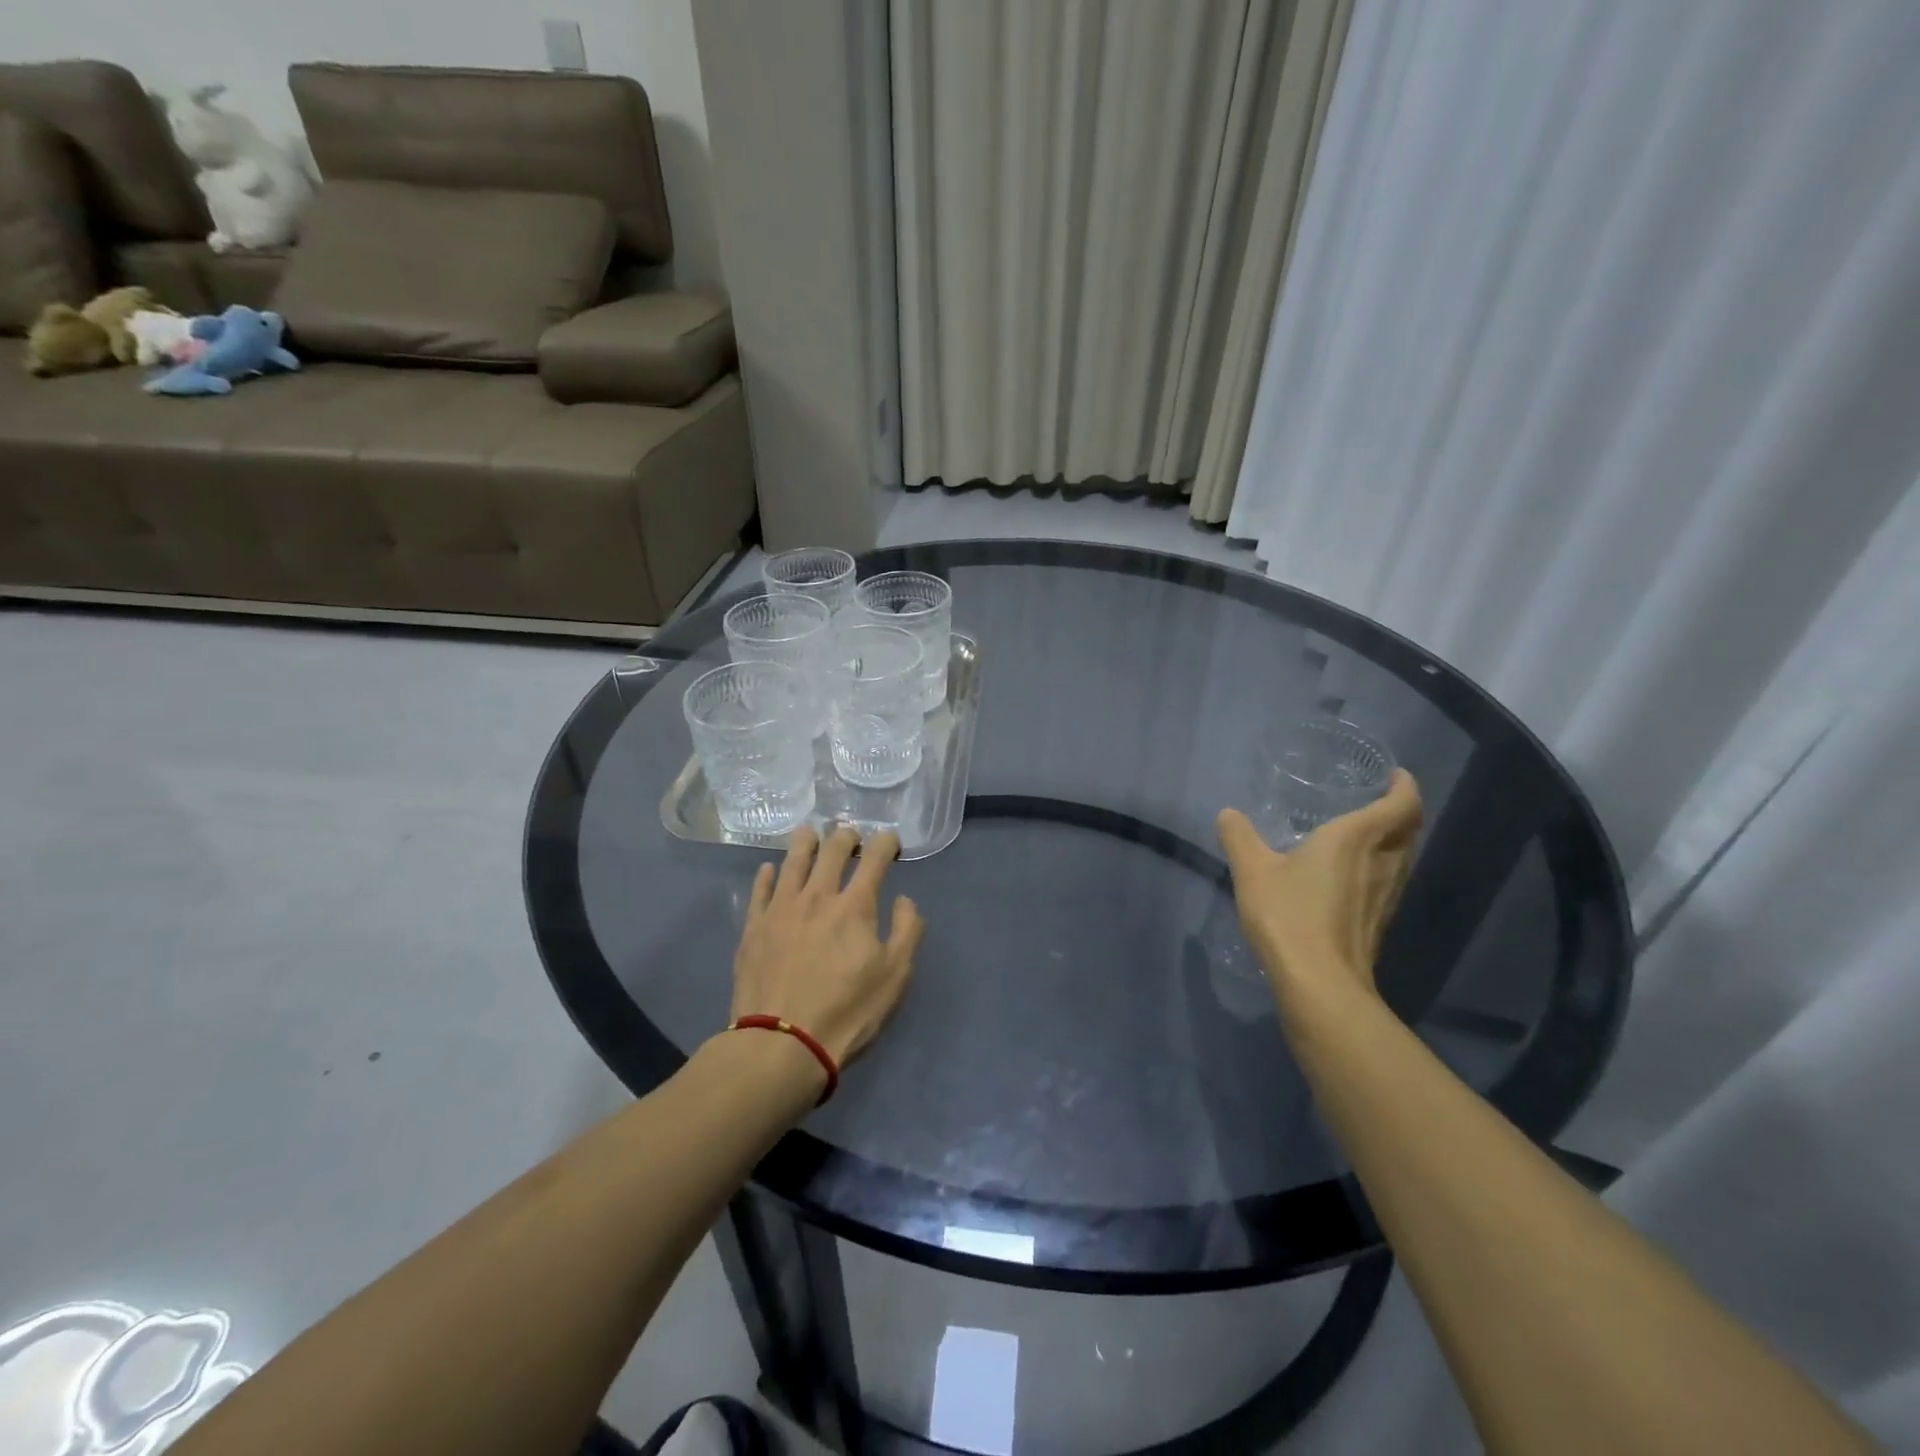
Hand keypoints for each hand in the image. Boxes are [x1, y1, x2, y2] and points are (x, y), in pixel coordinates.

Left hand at [730, 826, 925, 1065]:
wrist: (781, 1043)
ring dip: (805, 842)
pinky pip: (759, 890)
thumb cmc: (846, 1011)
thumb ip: (907, 931)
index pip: (874, 858)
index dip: (886, 842)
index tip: (890, 840)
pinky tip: (770, 869)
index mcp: (855, 906)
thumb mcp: (894, 977)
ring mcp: (780, 909)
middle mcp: (817, 896)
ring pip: (793, 861)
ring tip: (810, 833)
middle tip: (850, 836)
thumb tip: (905, 900)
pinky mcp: (753, 927)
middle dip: (846, 836)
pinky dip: (767, 875)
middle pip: (832, 850)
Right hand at [1216, 769, 1422, 1007]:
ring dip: (1392, 840)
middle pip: (1409, 829)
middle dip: (1401, 811)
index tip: (1395, 775)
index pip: (1401, 804)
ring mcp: (1386, 895)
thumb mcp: (1252, 870)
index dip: (1404, 786)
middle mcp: (1383, 862)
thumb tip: (1228, 814)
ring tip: (1364, 834)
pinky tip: (1350, 876)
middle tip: (1377, 800)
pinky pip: (1389, 880)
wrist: (1320, 983)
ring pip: (1402, 857)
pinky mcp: (1379, 921)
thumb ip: (1239, 837)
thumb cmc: (1289, 915)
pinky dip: (1380, 867)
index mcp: (1357, 839)